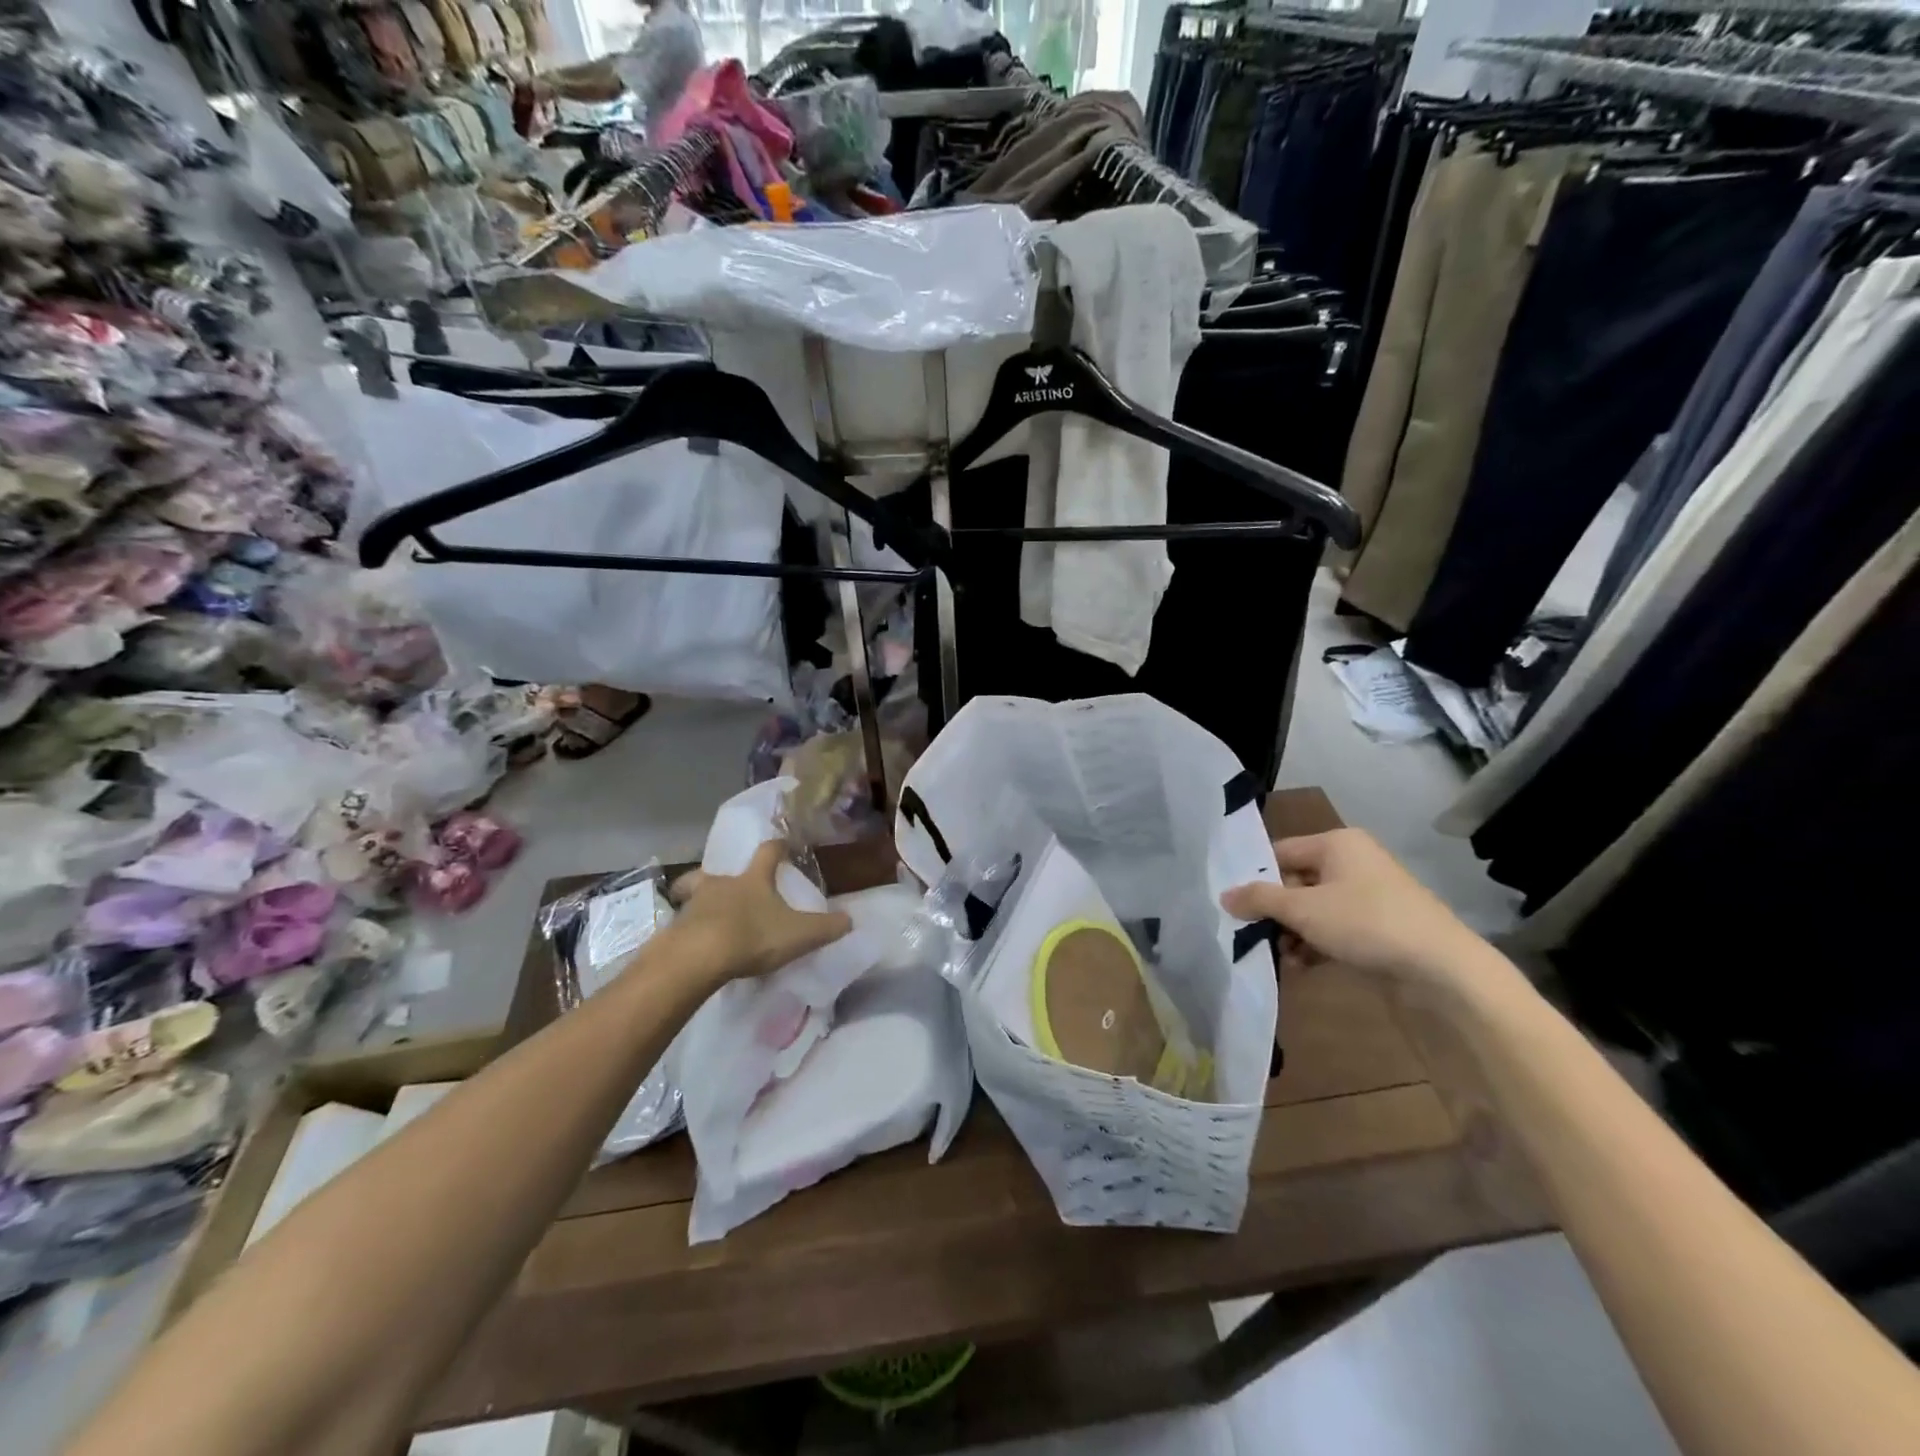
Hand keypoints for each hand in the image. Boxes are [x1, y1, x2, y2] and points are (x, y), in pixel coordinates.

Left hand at [667, 841, 851, 981]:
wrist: (697, 957)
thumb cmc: (752, 936)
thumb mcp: (799, 934)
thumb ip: (826, 927)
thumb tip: (850, 919)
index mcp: (754, 879)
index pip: (768, 853)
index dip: (777, 847)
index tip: (783, 844)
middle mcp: (721, 884)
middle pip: (716, 871)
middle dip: (722, 875)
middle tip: (727, 885)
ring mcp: (693, 904)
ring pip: (693, 893)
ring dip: (700, 901)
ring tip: (707, 917)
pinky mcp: (674, 929)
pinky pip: (681, 923)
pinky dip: (688, 930)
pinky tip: (694, 945)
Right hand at [1221, 830, 1484, 995]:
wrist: (1443, 970)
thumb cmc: (1366, 923)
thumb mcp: (1303, 909)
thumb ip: (1260, 899)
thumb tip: (1224, 895)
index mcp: (1337, 844)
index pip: (1280, 852)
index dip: (1256, 877)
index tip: (1234, 905)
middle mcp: (1353, 863)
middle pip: (1296, 882)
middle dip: (1274, 911)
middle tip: (1251, 935)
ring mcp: (1369, 896)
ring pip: (1314, 909)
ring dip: (1293, 933)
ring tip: (1279, 956)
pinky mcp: (1380, 927)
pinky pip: (1335, 929)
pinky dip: (1316, 945)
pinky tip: (1302, 966)